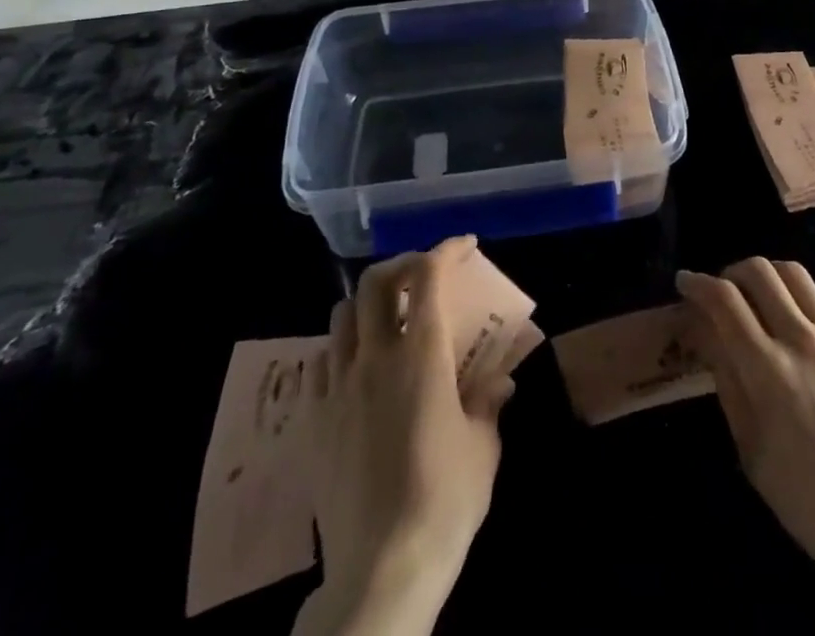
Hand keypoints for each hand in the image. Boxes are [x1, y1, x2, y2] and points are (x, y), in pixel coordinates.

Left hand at [296, 237, 513, 635]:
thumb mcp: (483, 446)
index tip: (464, 246)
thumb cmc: (445, 500)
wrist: (382, 569)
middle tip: (423, 273)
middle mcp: (374, 357)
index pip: (428, 277)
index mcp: (420, 355)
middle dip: (402, 264)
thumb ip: (488, 401)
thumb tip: (500, 379)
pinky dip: (342, 347)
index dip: (446, 250)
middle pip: (375, 282)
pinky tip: (358, 368)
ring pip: (342, 314)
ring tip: (388, 318)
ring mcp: (338, 387)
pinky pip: (320, 362)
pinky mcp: (314, 420)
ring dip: (368, 303)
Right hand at [679, 259, 814, 635]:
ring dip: (766, 274)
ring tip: (757, 294)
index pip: (725, 301)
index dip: (698, 284)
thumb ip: (729, 384)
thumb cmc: (811, 501)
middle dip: (730, 272)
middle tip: (720, 291)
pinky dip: (798, 295)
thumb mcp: (753, 453)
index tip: (686, 283)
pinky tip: (794, 316)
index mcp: (769, 371)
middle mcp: (802, 341)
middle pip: (759, 272)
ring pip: (794, 273)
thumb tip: (708, 335)